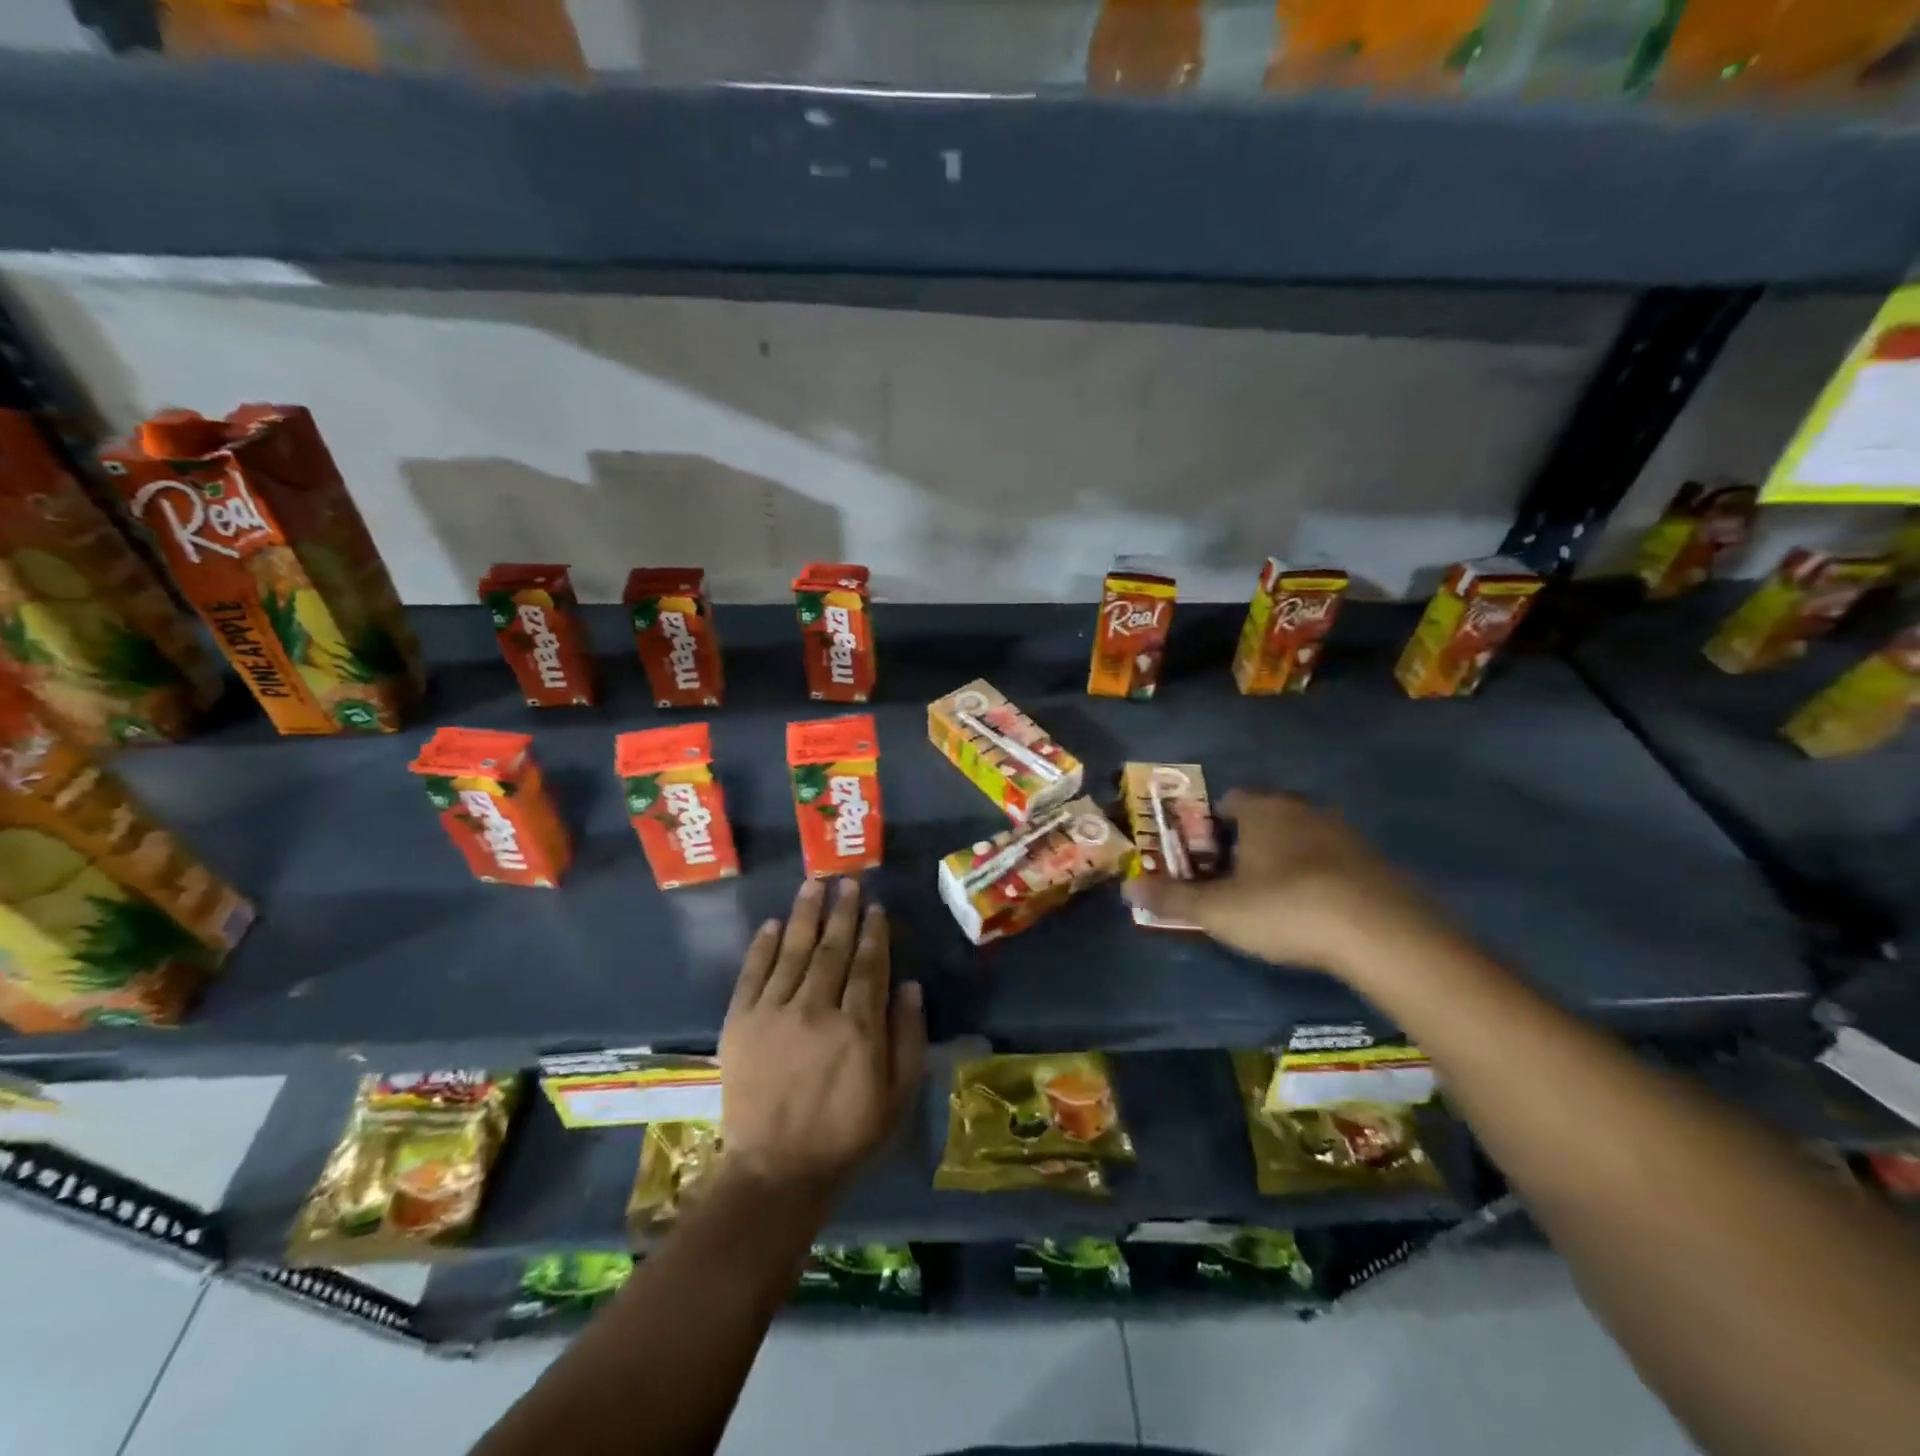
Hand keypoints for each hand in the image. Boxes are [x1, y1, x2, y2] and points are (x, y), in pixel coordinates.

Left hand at [719, 878, 926, 1198]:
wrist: (776, 1171)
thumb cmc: (846, 1135)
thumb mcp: (897, 1096)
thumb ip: (908, 1037)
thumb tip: (911, 985)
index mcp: (858, 1027)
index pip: (869, 965)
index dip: (874, 932)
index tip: (876, 907)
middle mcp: (816, 1010)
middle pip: (832, 949)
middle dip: (843, 912)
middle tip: (848, 882)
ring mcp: (774, 1014)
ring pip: (793, 951)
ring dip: (805, 915)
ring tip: (814, 885)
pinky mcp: (740, 1024)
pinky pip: (752, 975)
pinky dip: (762, 947)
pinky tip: (773, 924)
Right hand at [1123, 790, 1447, 981]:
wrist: (1382, 934)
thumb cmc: (1285, 908)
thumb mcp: (1217, 910)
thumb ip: (1171, 898)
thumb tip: (1127, 887)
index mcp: (1263, 809)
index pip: (1230, 800)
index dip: (1211, 824)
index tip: (1203, 854)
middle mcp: (1303, 810)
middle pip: (1267, 816)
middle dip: (1248, 841)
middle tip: (1232, 877)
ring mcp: (1345, 834)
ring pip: (1302, 837)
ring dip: (1286, 859)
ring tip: (1273, 898)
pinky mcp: (1376, 863)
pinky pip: (1334, 862)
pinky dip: (1320, 878)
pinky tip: (1316, 912)